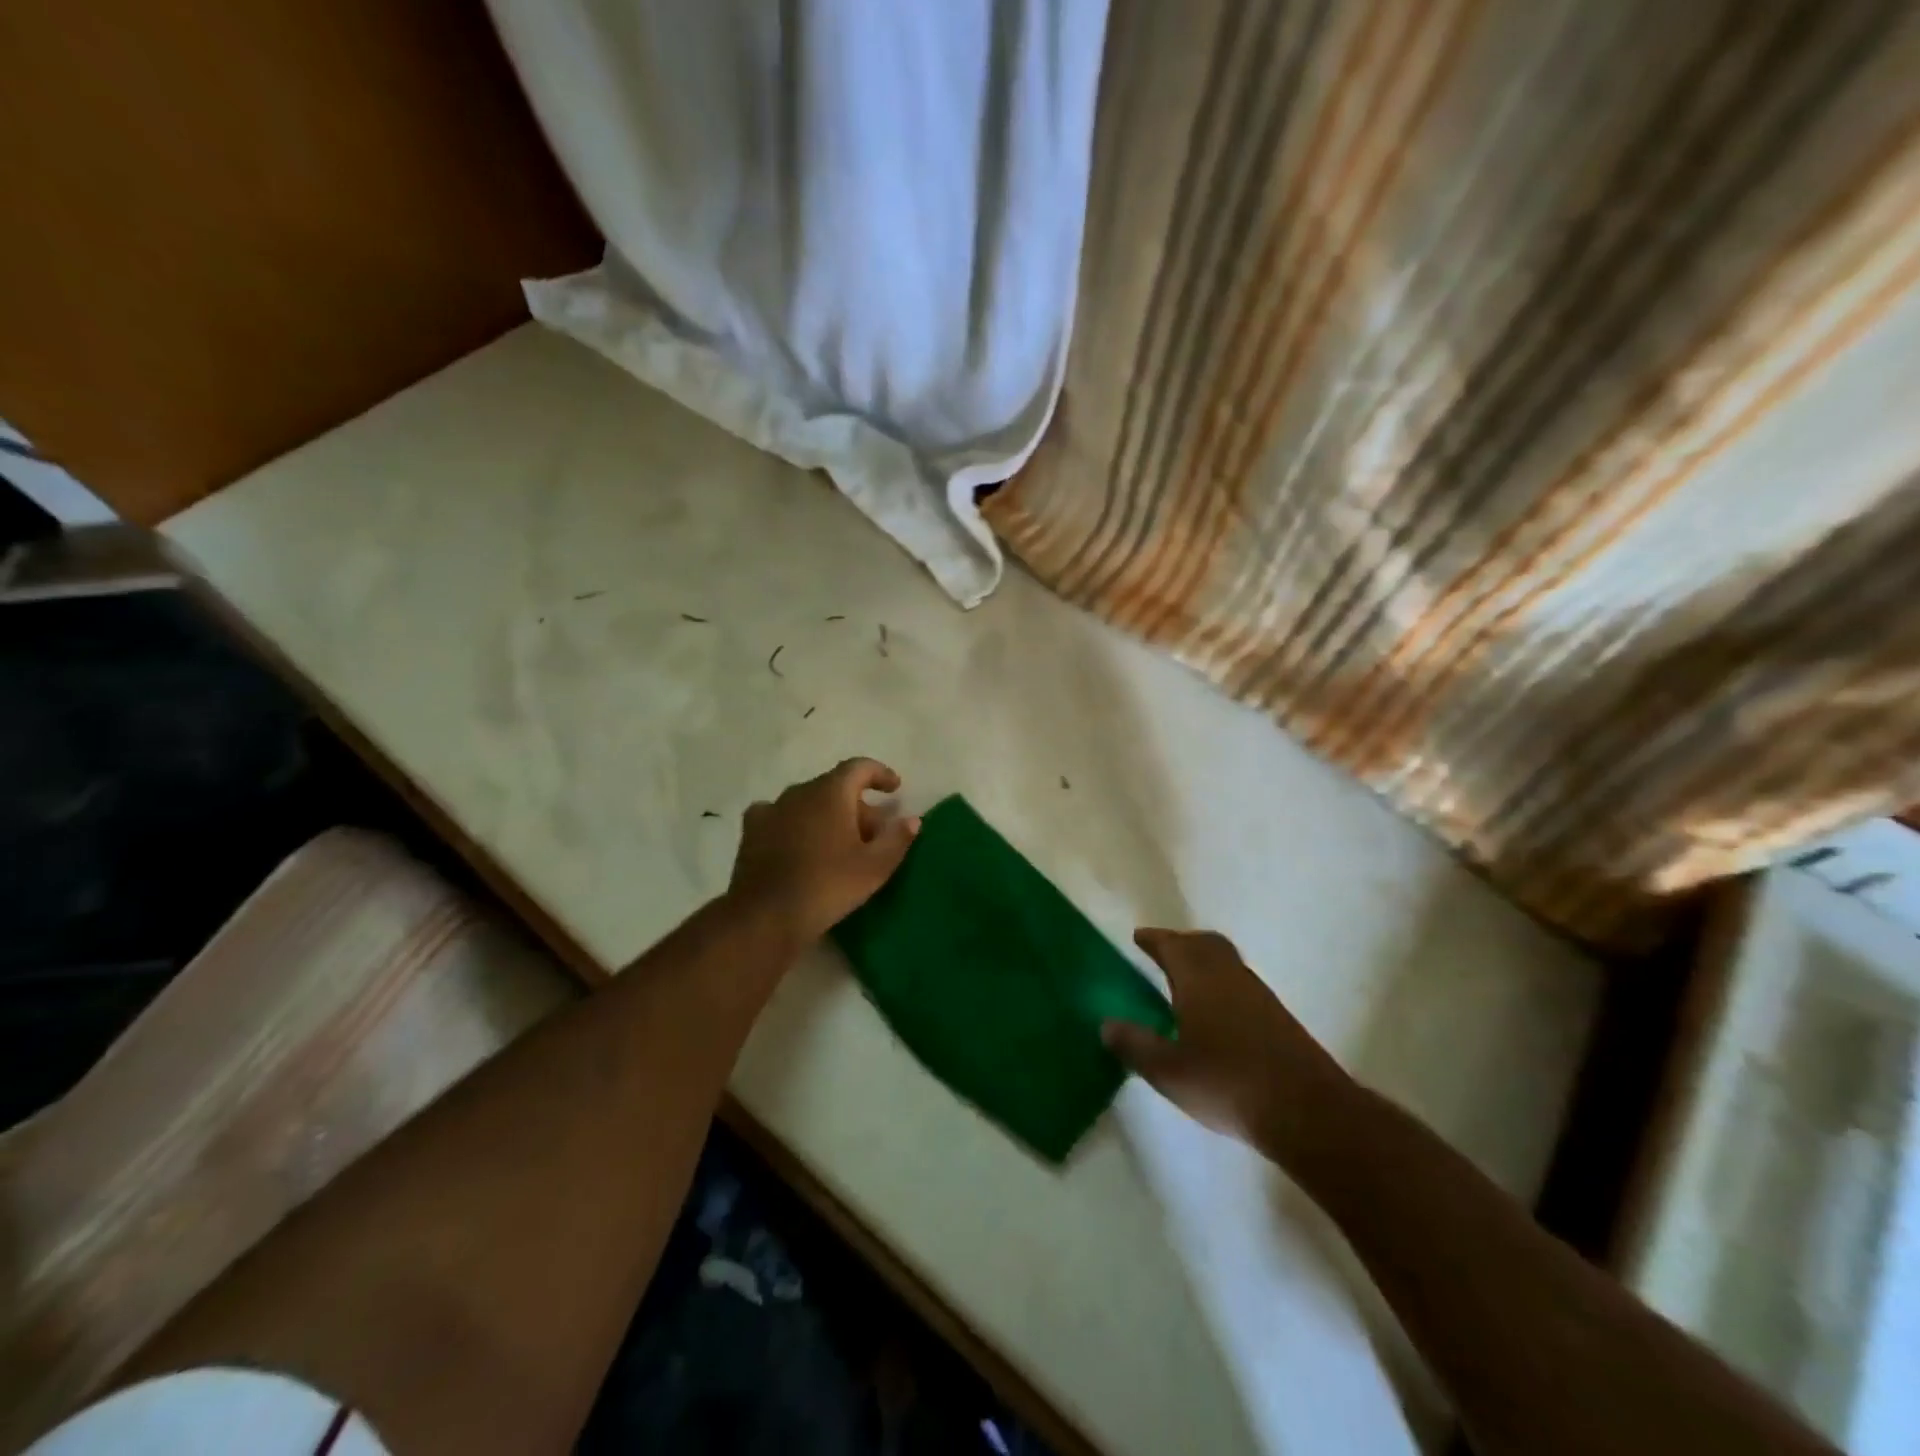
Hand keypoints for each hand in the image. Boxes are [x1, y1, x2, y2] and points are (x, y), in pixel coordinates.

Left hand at [728, 758, 920, 944]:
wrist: (767, 915)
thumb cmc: (828, 885)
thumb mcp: (874, 867)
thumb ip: (897, 839)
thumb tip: (912, 819)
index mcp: (831, 792)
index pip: (859, 767)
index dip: (880, 774)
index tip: (894, 788)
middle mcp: (800, 791)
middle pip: (835, 787)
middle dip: (857, 804)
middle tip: (873, 834)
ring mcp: (772, 809)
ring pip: (808, 802)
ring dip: (827, 814)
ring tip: (839, 842)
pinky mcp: (752, 831)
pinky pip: (781, 816)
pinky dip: (796, 824)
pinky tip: (799, 843)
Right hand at [1103, 929, 1352, 1162]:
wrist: (1306, 1110)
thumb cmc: (1227, 1083)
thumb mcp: (1169, 1071)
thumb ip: (1135, 1045)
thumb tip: (1106, 1024)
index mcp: (1199, 978)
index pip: (1172, 945)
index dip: (1154, 939)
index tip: (1139, 937)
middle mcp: (1229, 975)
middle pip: (1204, 943)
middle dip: (1181, 943)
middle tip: (1162, 953)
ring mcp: (1258, 995)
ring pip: (1225, 962)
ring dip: (1203, 962)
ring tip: (1184, 984)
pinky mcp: (1277, 1017)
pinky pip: (1240, 984)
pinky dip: (1220, 984)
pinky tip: (1214, 1014)